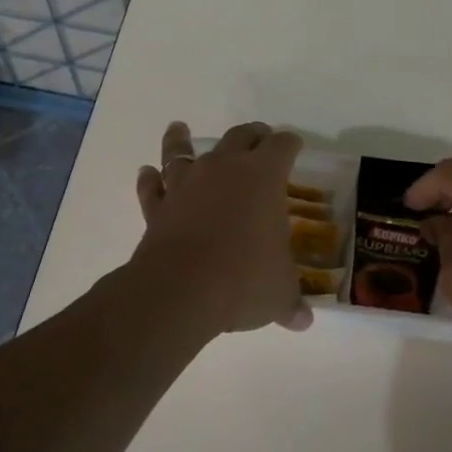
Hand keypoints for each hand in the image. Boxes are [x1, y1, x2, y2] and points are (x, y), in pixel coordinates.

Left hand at [133, 121, 312, 335]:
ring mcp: (187, 183)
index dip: (290, 143)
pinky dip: (150, 179)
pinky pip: (153, 186)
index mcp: (264, 177)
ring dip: (182, 140)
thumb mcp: (278, 293)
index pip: (282, 146)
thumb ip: (291, 302)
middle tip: (259, 138)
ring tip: (180, 130)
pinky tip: (147, 173)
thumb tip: (304, 322)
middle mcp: (225, 168)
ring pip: (183, 150)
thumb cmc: (244, 280)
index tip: (295, 145)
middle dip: (252, 135)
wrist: (182, 288)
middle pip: (240, 136)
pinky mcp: (158, 206)